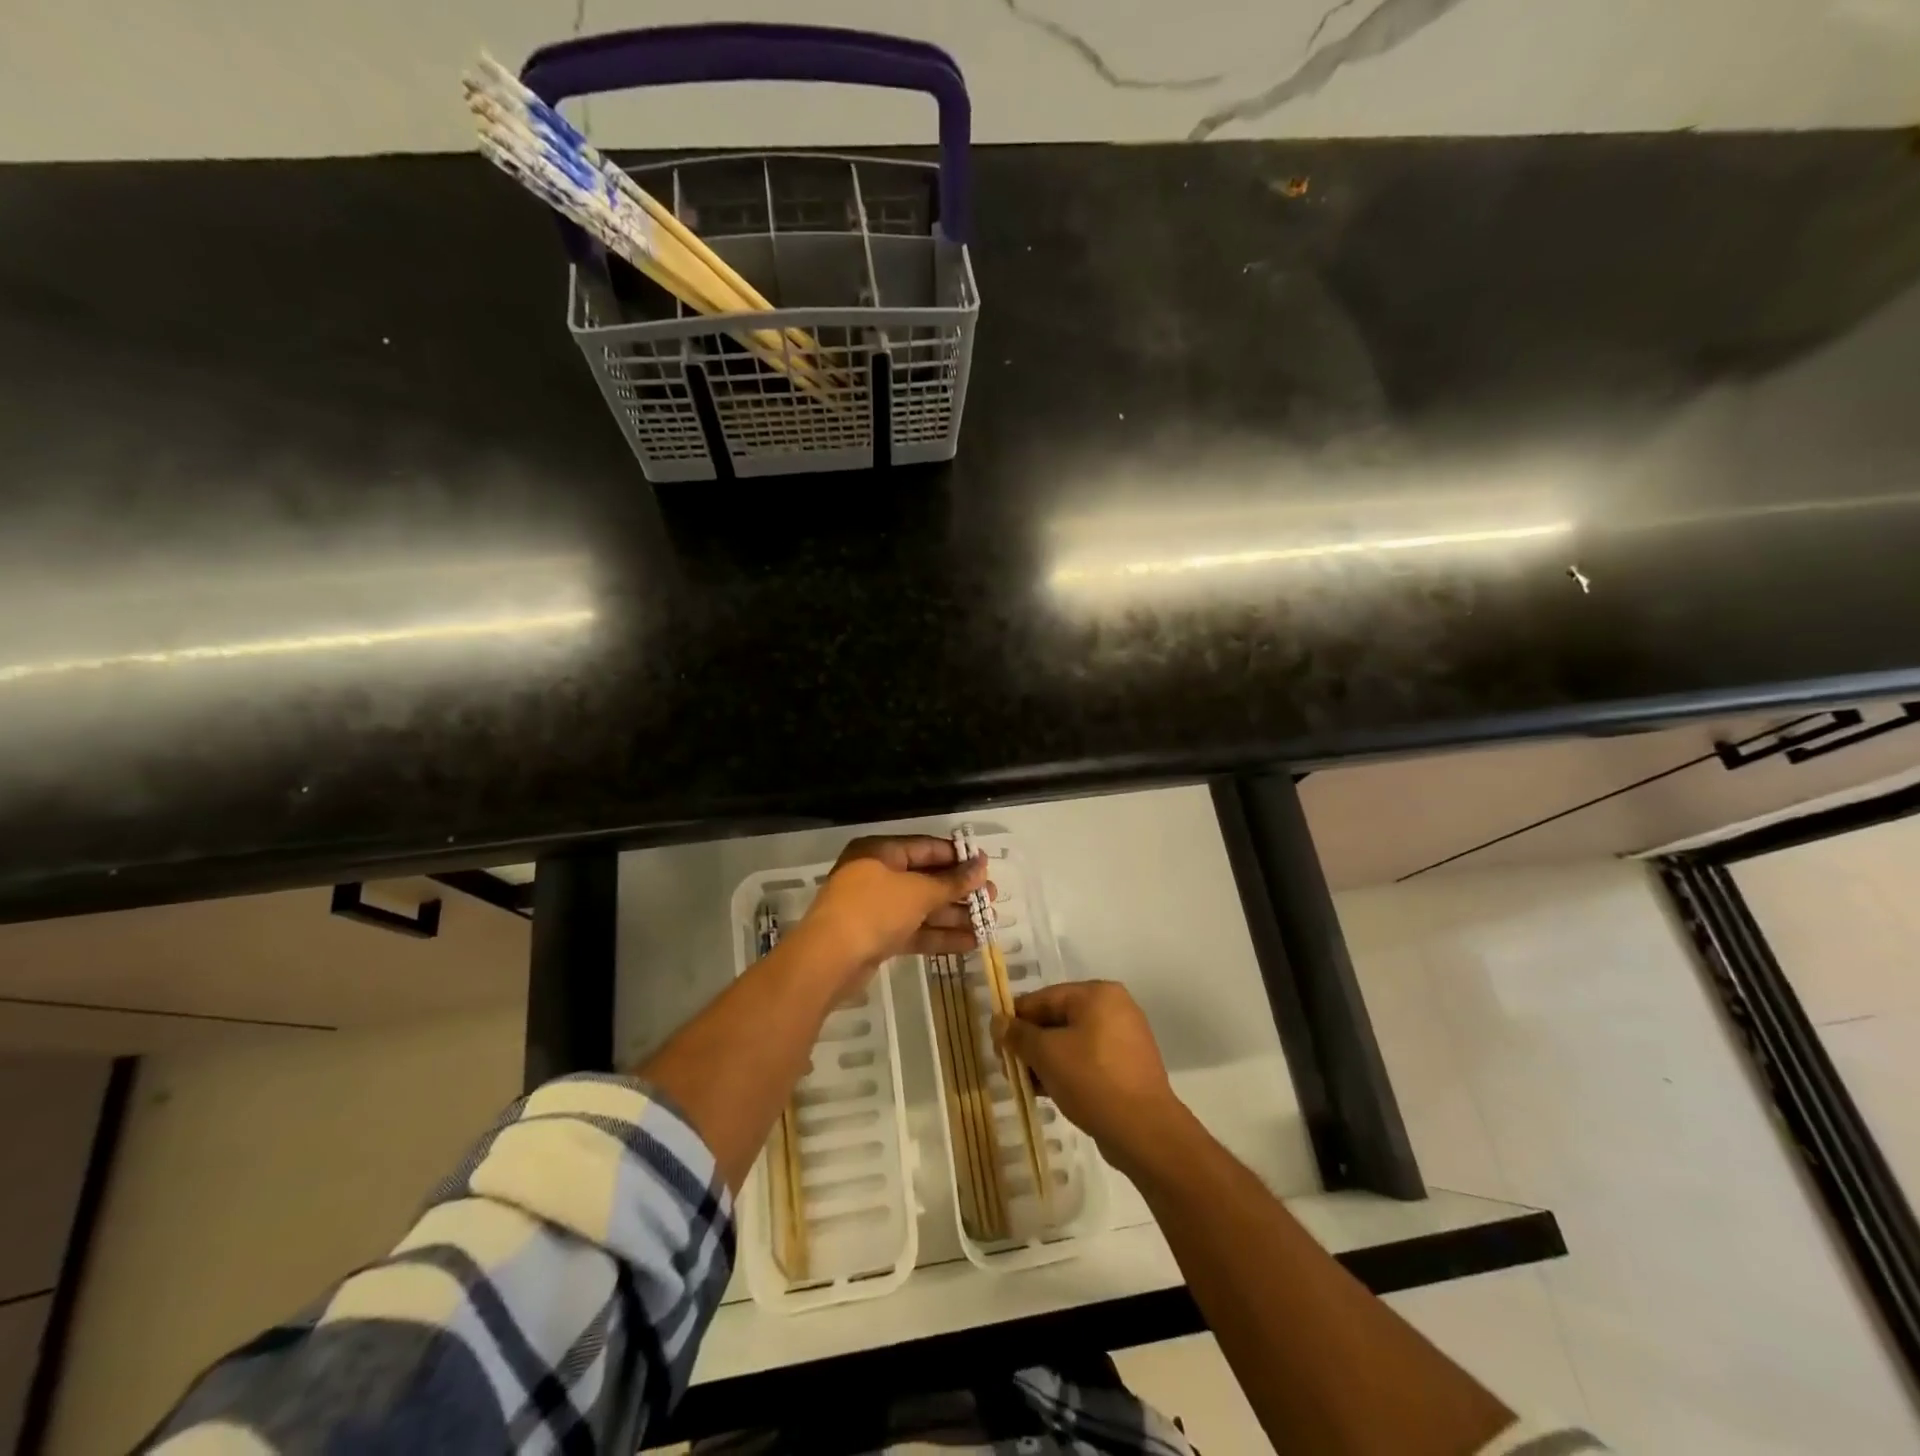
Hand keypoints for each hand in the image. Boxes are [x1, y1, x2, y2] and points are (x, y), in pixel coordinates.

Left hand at [798, 835, 993, 978]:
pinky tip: (969, 942)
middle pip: (926, 878)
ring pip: (922, 907)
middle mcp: (877, 875)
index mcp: (881, 852)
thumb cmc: (874, 910)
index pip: (926, 848)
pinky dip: (939, 935)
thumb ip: (952, 881)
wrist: (828, 960)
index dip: (958, 857)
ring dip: (954, 915)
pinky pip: (914, 930)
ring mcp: (876, 908)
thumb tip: (981, 866)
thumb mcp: (918, 892)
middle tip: (992, 899)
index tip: (986, 867)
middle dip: (960, 890)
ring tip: (988, 923)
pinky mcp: (878, 937)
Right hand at [994, 980, 1183, 1172]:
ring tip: (1024, 1083)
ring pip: (1071, 1042)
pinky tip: (1047, 1091)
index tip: (996, 1044)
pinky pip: (1088, 1060)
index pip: (1044, 998)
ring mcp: (1124, 1038)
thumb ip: (1018, 1035)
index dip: (1015, 1019)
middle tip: (1007, 1067)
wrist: (1144, 1131)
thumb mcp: (1046, 1054)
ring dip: (1045, 1059)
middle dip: (1030, 1043)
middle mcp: (1114, 1008)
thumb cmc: (1092, 1080)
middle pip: (1057, 1019)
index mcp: (1097, 994)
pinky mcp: (1128, 1066)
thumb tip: (998, 1022)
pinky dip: (1066, 1070)